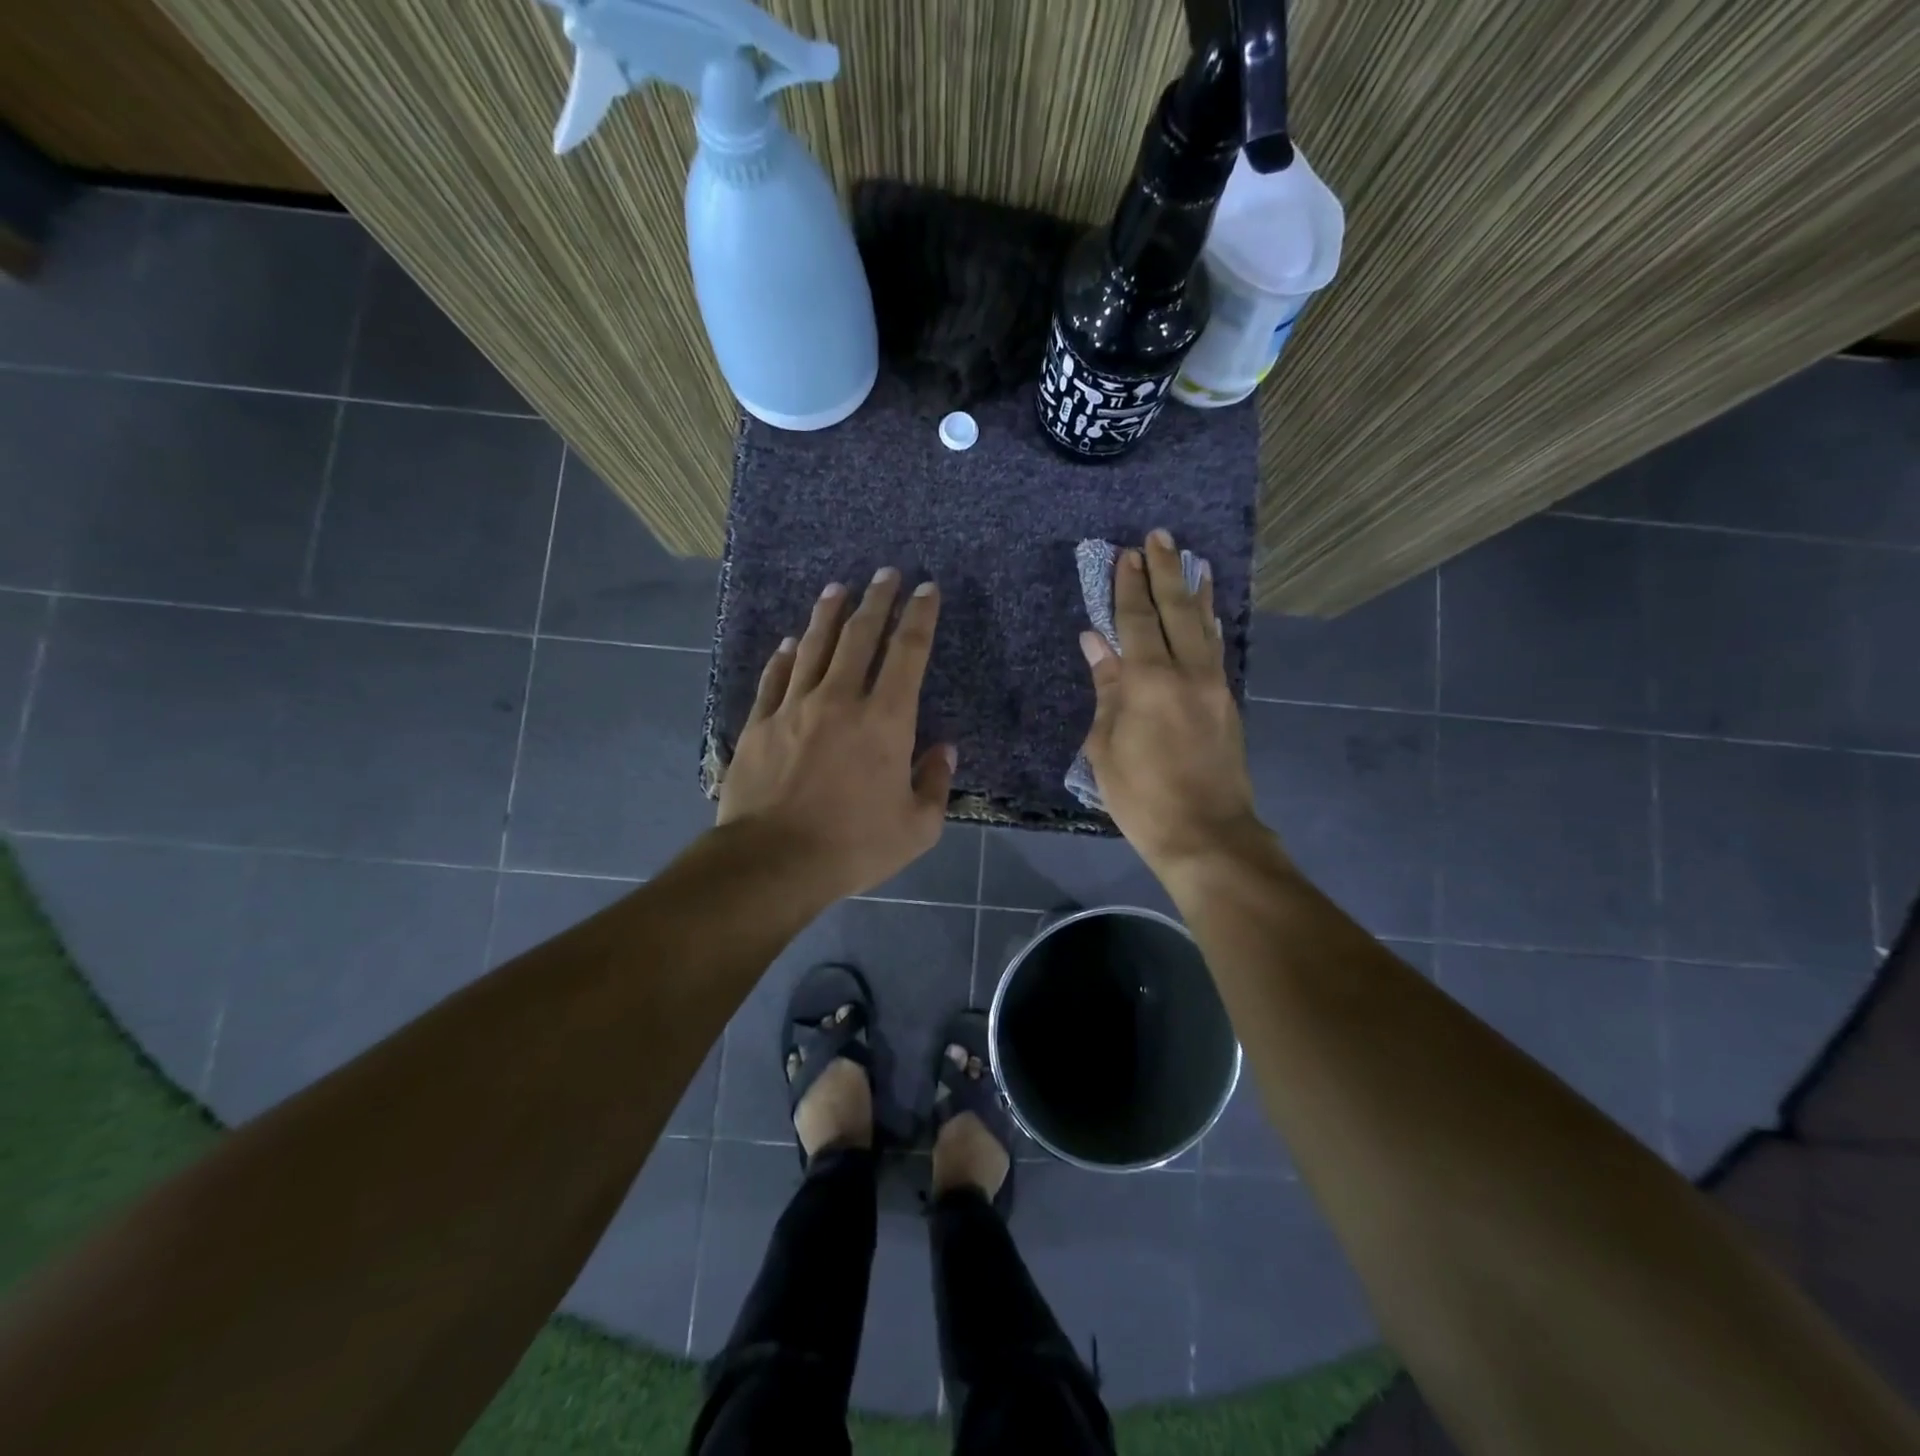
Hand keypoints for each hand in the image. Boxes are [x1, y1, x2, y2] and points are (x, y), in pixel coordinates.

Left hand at [718, 568, 955, 901]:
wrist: (773, 861)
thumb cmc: (854, 845)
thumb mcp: (917, 827)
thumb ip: (935, 783)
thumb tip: (944, 749)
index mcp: (886, 720)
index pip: (908, 653)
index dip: (920, 616)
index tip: (926, 589)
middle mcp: (840, 699)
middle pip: (860, 636)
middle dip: (877, 600)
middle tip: (885, 573)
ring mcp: (794, 707)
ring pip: (814, 647)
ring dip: (828, 614)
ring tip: (838, 589)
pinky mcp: (759, 723)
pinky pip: (775, 678)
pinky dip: (785, 656)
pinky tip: (790, 643)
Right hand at [1079, 530, 1265, 875]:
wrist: (1206, 833)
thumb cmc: (1141, 795)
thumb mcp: (1106, 744)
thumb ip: (1105, 687)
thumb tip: (1096, 641)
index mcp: (1149, 681)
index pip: (1137, 620)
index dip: (1128, 586)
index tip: (1126, 554)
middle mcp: (1187, 671)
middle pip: (1175, 610)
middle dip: (1165, 571)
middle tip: (1159, 537)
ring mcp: (1213, 685)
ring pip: (1203, 625)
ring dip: (1194, 589)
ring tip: (1191, 560)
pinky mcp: (1227, 702)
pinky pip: (1215, 648)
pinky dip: (1209, 622)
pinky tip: (1207, 611)